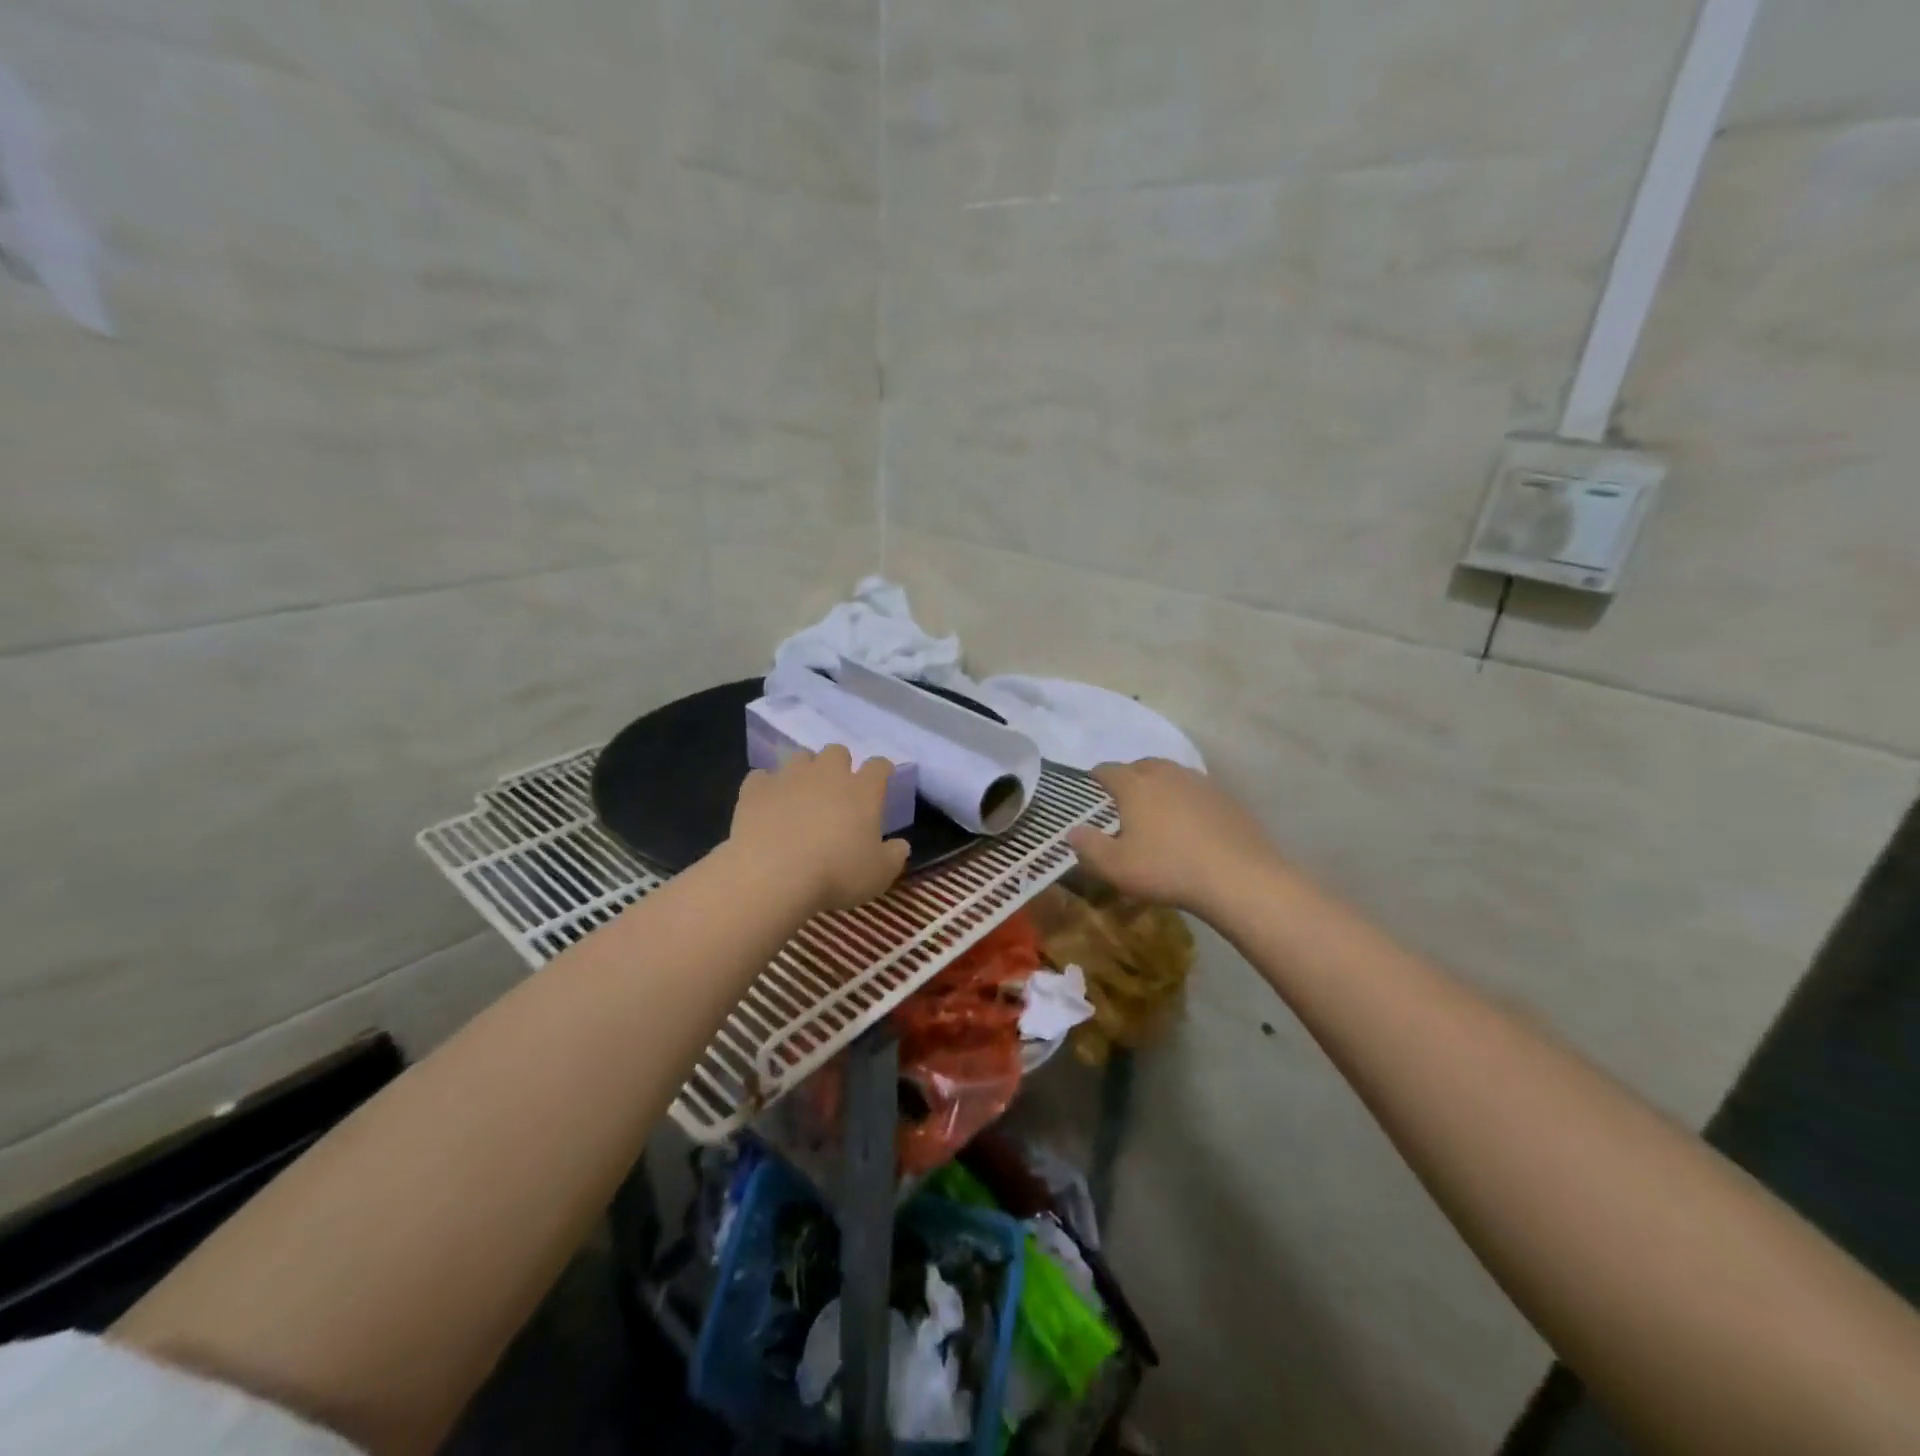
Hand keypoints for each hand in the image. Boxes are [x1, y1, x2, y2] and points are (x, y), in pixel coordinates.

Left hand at [727, 745, 911, 914]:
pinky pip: (761, 777)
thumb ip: (894, 856)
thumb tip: (901, 845)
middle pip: (837, 751)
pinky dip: (766, 787)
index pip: (879, 766)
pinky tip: (766, 804)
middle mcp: (827, 774)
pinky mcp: (756, 789)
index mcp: (863, 790)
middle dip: (839, 765)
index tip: (882, 780)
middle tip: (837, 791)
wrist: (772, 874)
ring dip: (804, 771)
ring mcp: (789, 777)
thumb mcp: (878, 875)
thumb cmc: (835, 874)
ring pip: (800, 757)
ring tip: (801, 795)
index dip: (882, 770)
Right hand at [1067, 759, 1285, 915]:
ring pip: (1171, 775)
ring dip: (1160, 786)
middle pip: (1141, 766)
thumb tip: (1071, 832)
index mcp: (1134, 785)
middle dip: (1129, 777)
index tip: (1092, 784)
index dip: (1097, 777)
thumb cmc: (1167, 868)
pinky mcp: (1226, 798)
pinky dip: (1186, 800)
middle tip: (1124, 798)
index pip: (1108, 770)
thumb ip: (1088, 847)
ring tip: (1156, 809)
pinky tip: (1189, 824)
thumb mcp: (1115, 867)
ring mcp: (1199, 782)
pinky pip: (1196, 791)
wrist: (1238, 876)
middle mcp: (1165, 774)